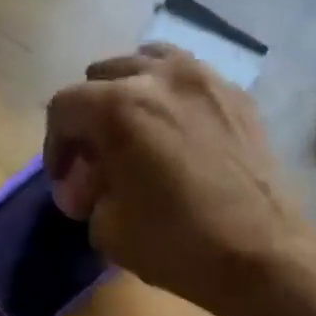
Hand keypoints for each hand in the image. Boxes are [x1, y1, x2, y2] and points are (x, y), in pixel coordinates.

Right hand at [45, 44, 309, 315]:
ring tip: (133, 135)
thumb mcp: (108, 229)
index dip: (54, 146)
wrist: (260, 252)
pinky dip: (168, 98)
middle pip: (102, 77)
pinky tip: (174, 136)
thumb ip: (89, 194)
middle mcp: (160, 77)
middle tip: (95, 160)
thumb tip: (90, 183)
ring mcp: (205, 79)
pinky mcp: (236, 95)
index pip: (64, 107)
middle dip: (89, 118)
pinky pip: (188, 78)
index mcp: (120, 108)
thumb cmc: (176, 244)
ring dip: (128, 94)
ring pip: (147, 63)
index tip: (65, 181)